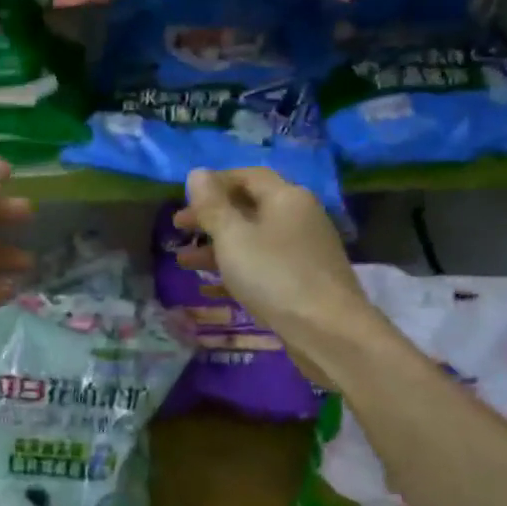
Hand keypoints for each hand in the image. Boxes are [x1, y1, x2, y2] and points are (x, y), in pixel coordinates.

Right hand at [173, 167, 380, 386]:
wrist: (329, 332)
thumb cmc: (275, 276)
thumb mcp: (233, 237)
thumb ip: (212, 205)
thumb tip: (197, 173)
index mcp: (286, 197)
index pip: (247, 176)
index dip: (214, 183)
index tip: (184, 198)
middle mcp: (299, 217)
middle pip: (249, 208)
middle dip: (211, 217)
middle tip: (177, 228)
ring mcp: (303, 251)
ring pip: (253, 240)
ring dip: (217, 247)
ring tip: (184, 262)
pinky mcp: (303, 281)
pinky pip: (263, 266)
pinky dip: (237, 271)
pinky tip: (210, 288)